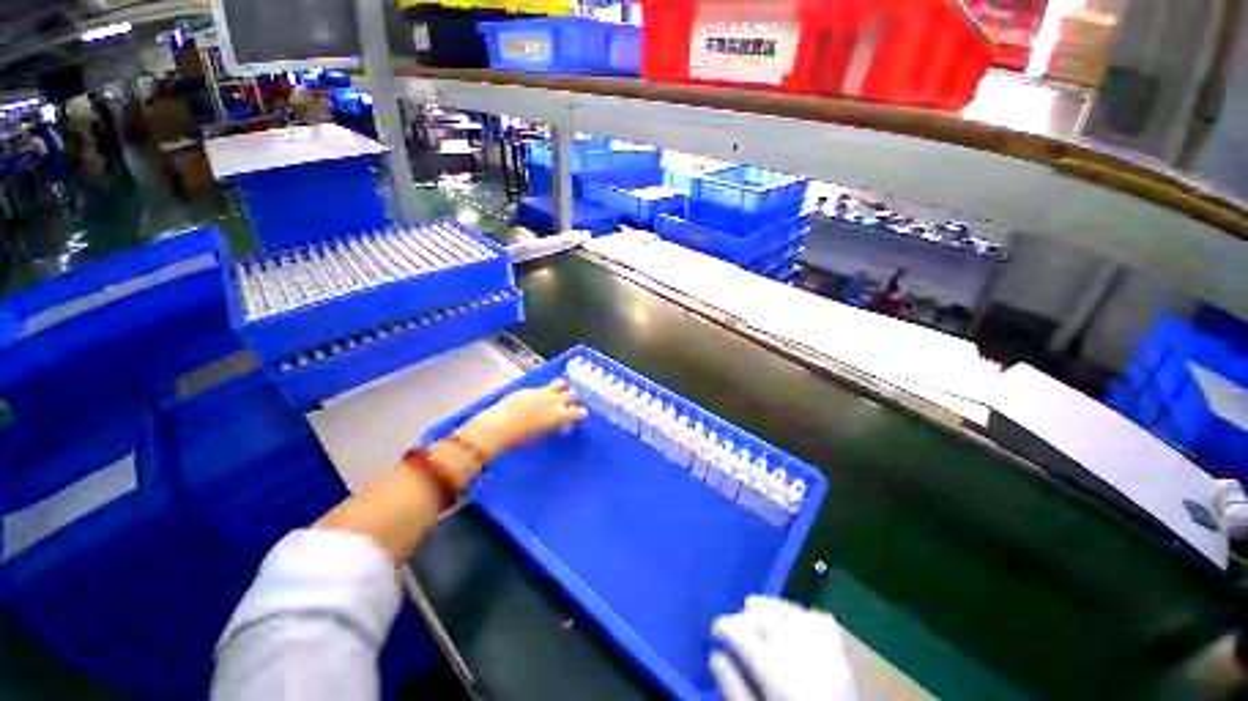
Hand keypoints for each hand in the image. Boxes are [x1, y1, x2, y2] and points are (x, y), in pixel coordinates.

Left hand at [456, 379, 587, 460]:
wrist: (499, 427)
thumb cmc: (521, 439)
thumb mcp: (543, 435)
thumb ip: (554, 426)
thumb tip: (557, 423)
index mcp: (560, 415)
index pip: (581, 412)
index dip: (581, 416)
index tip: (577, 421)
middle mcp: (555, 401)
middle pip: (573, 394)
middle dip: (572, 402)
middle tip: (565, 409)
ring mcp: (543, 392)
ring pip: (561, 383)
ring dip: (562, 390)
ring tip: (555, 398)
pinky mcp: (530, 389)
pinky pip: (543, 388)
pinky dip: (544, 393)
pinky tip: (535, 402)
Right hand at [710, 596, 856, 700]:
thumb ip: (732, 688)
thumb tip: (715, 654)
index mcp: (775, 673)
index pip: (740, 633)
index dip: (722, 627)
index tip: (713, 631)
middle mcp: (800, 653)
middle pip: (764, 619)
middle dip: (743, 618)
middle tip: (732, 627)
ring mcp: (825, 652)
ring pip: (790, 612)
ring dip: (769, 609)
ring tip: (754, 611)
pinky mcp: (842, 657)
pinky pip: (819, 621)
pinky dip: (800, 615)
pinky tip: (790, 622)